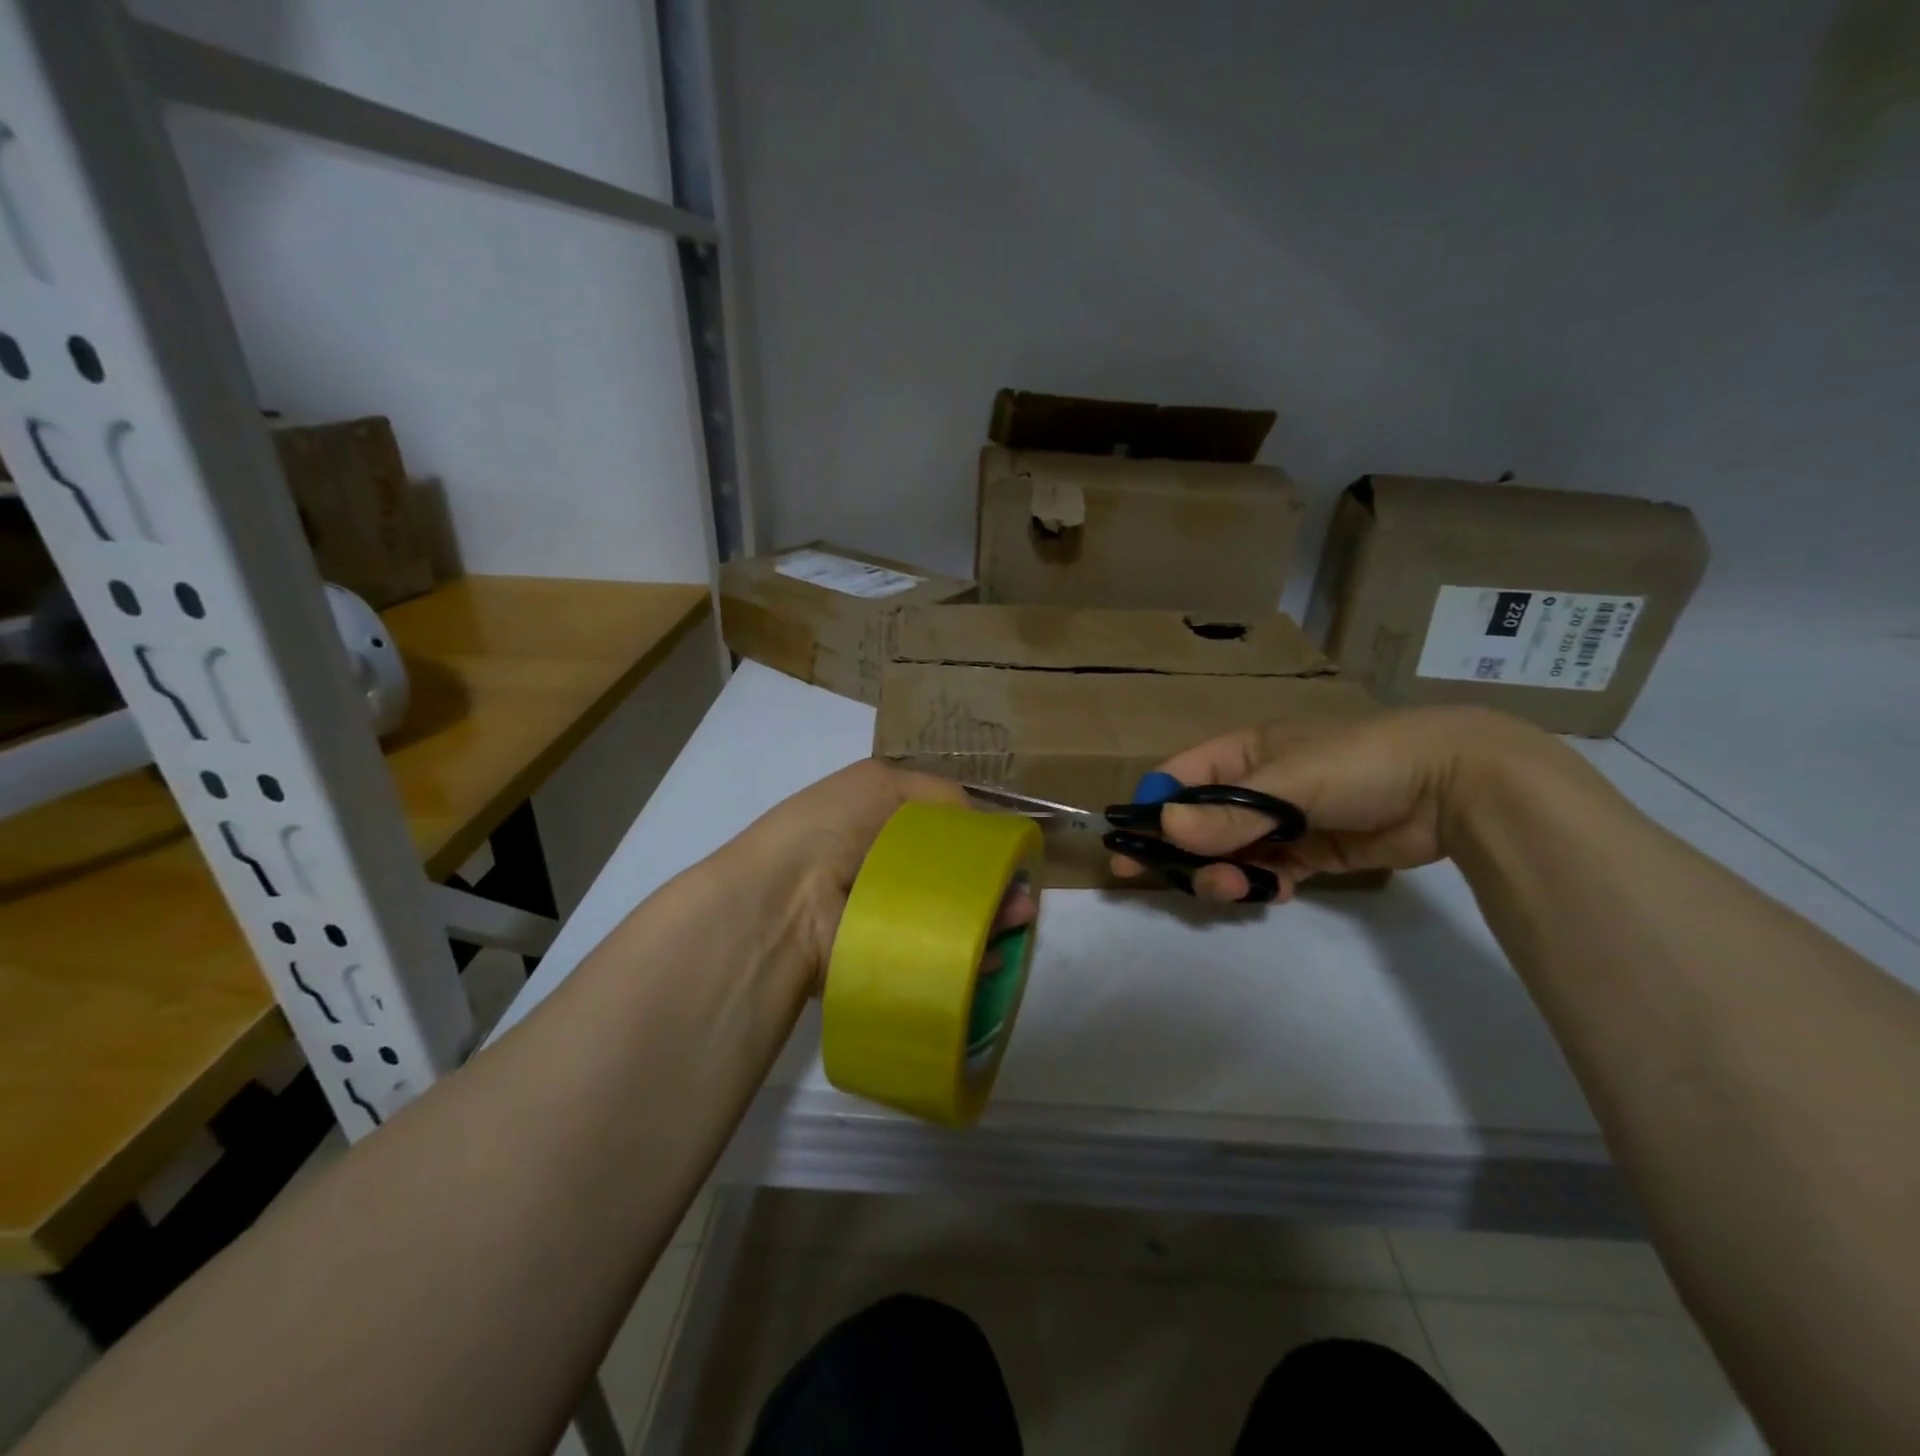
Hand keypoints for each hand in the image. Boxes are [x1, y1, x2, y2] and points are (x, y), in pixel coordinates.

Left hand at [732, 760, 1037, 996]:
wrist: (787, 897)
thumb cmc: (834, 826)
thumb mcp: (881, 782)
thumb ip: (939, 796)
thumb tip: (979, 821)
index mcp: (884, 826)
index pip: (946, 831)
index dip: (981, 839)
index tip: (1012, 849)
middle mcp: (891, 871)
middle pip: (958, 876)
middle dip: (994, 882)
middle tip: (1024, 892)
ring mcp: (894, 917)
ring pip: (956, 916)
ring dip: (992, 917)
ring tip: (1021, 917)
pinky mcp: (894, 958)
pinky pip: (943, 954)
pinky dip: (972, 955)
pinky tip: (995, 952)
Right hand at [1111, 706, 1554, 903]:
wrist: (1454, 783)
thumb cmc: (1360, 762)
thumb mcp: (1289, 783)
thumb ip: (1229, 815)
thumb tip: (1165, 831)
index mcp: (1240, 755)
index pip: (1176, 781)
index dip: (1150, 812)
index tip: (1127, 848)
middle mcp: (1253, 787)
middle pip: (1198, 825)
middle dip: (1186, 854)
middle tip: (1180, 882)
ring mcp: (1283, 821)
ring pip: (1232, 854)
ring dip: (1225, 874)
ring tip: (1242, 889)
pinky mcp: (1311, 852)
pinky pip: (1270, 872)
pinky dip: (1265, 886)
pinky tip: (1278, 891)